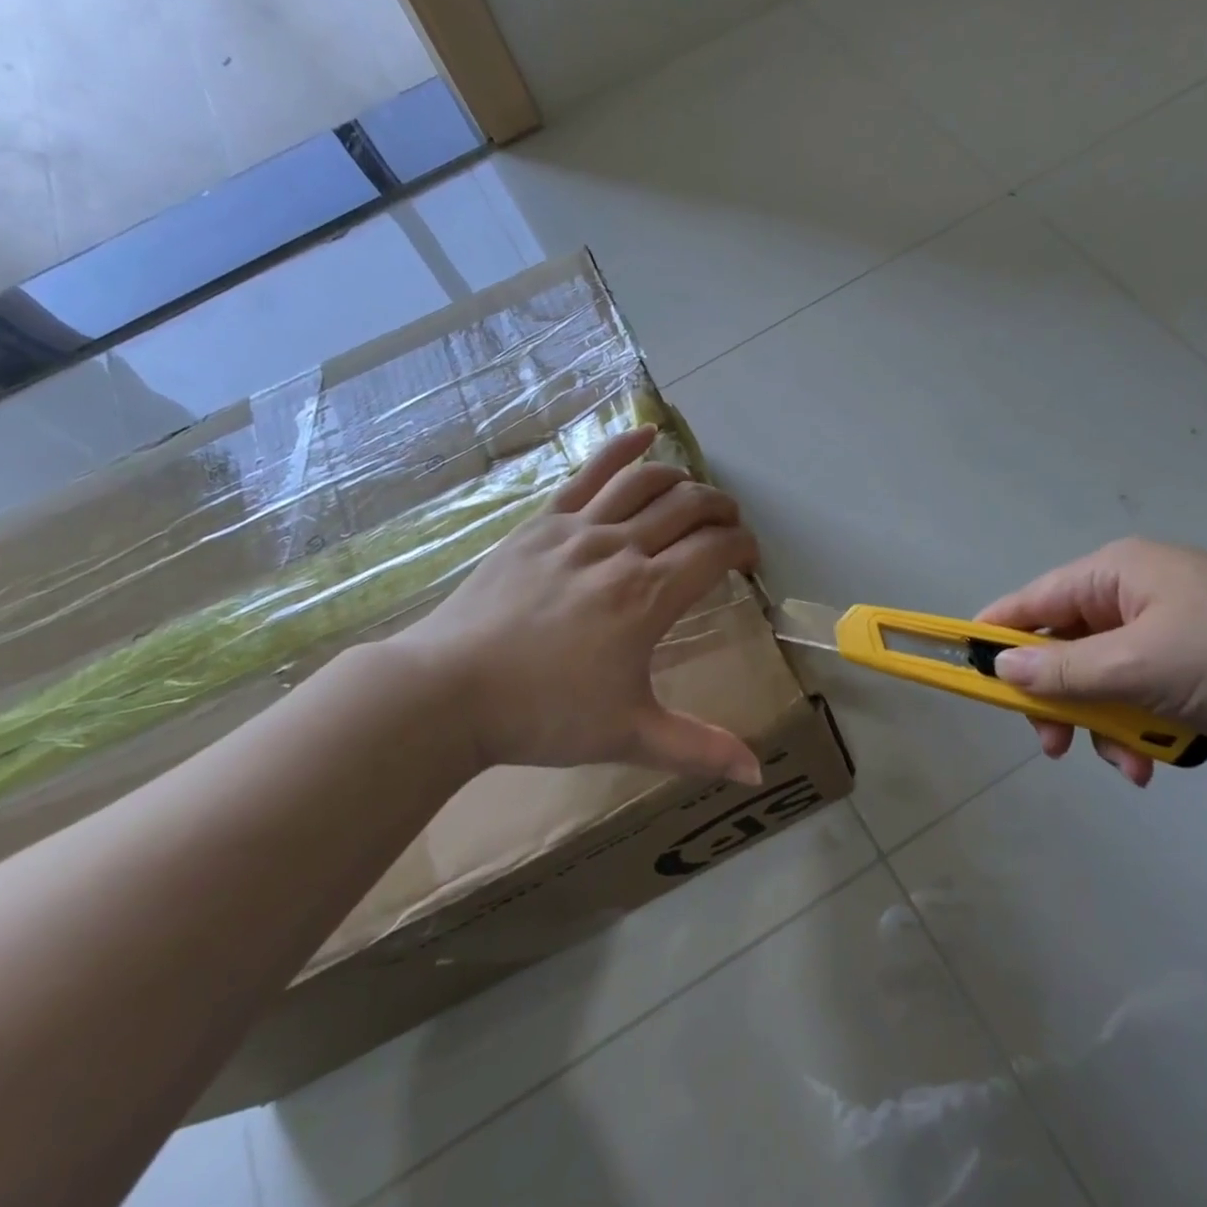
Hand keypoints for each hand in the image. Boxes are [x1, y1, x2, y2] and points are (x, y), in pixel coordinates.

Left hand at [389, 425, 763, 783]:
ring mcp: (577, 528)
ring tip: (696, 495)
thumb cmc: (543, 713)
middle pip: (688, 507)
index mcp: (648, 596)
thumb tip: (758, 773)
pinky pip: (589, 473)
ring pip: (646, 482)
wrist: (448, 691)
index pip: (715, 550)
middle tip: (729, 529)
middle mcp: (620, 549)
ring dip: (683, 480)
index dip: (742, 548)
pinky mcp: (541, 522)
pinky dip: (623, 449)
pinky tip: (645, 433)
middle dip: (721, 511)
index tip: (749, 562)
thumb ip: (699, 749)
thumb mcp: (629, 735)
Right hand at [978, 539, 1206, 785]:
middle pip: (1062, 649)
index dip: (993, 639)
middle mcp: (1130, 596)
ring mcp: (1163, 629)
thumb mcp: (1141, 666)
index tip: (965, 678)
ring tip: (1130, 764)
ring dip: (1104, 724)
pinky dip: (1140, 727)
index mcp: (1112, 575)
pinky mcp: (1193, 662)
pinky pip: (1140, 694)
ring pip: (1101, 680)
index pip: (1029, 603)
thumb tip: (1000, 670)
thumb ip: (1064, 673)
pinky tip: (1155, 763)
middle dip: (1059, 701)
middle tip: (1056, 748)